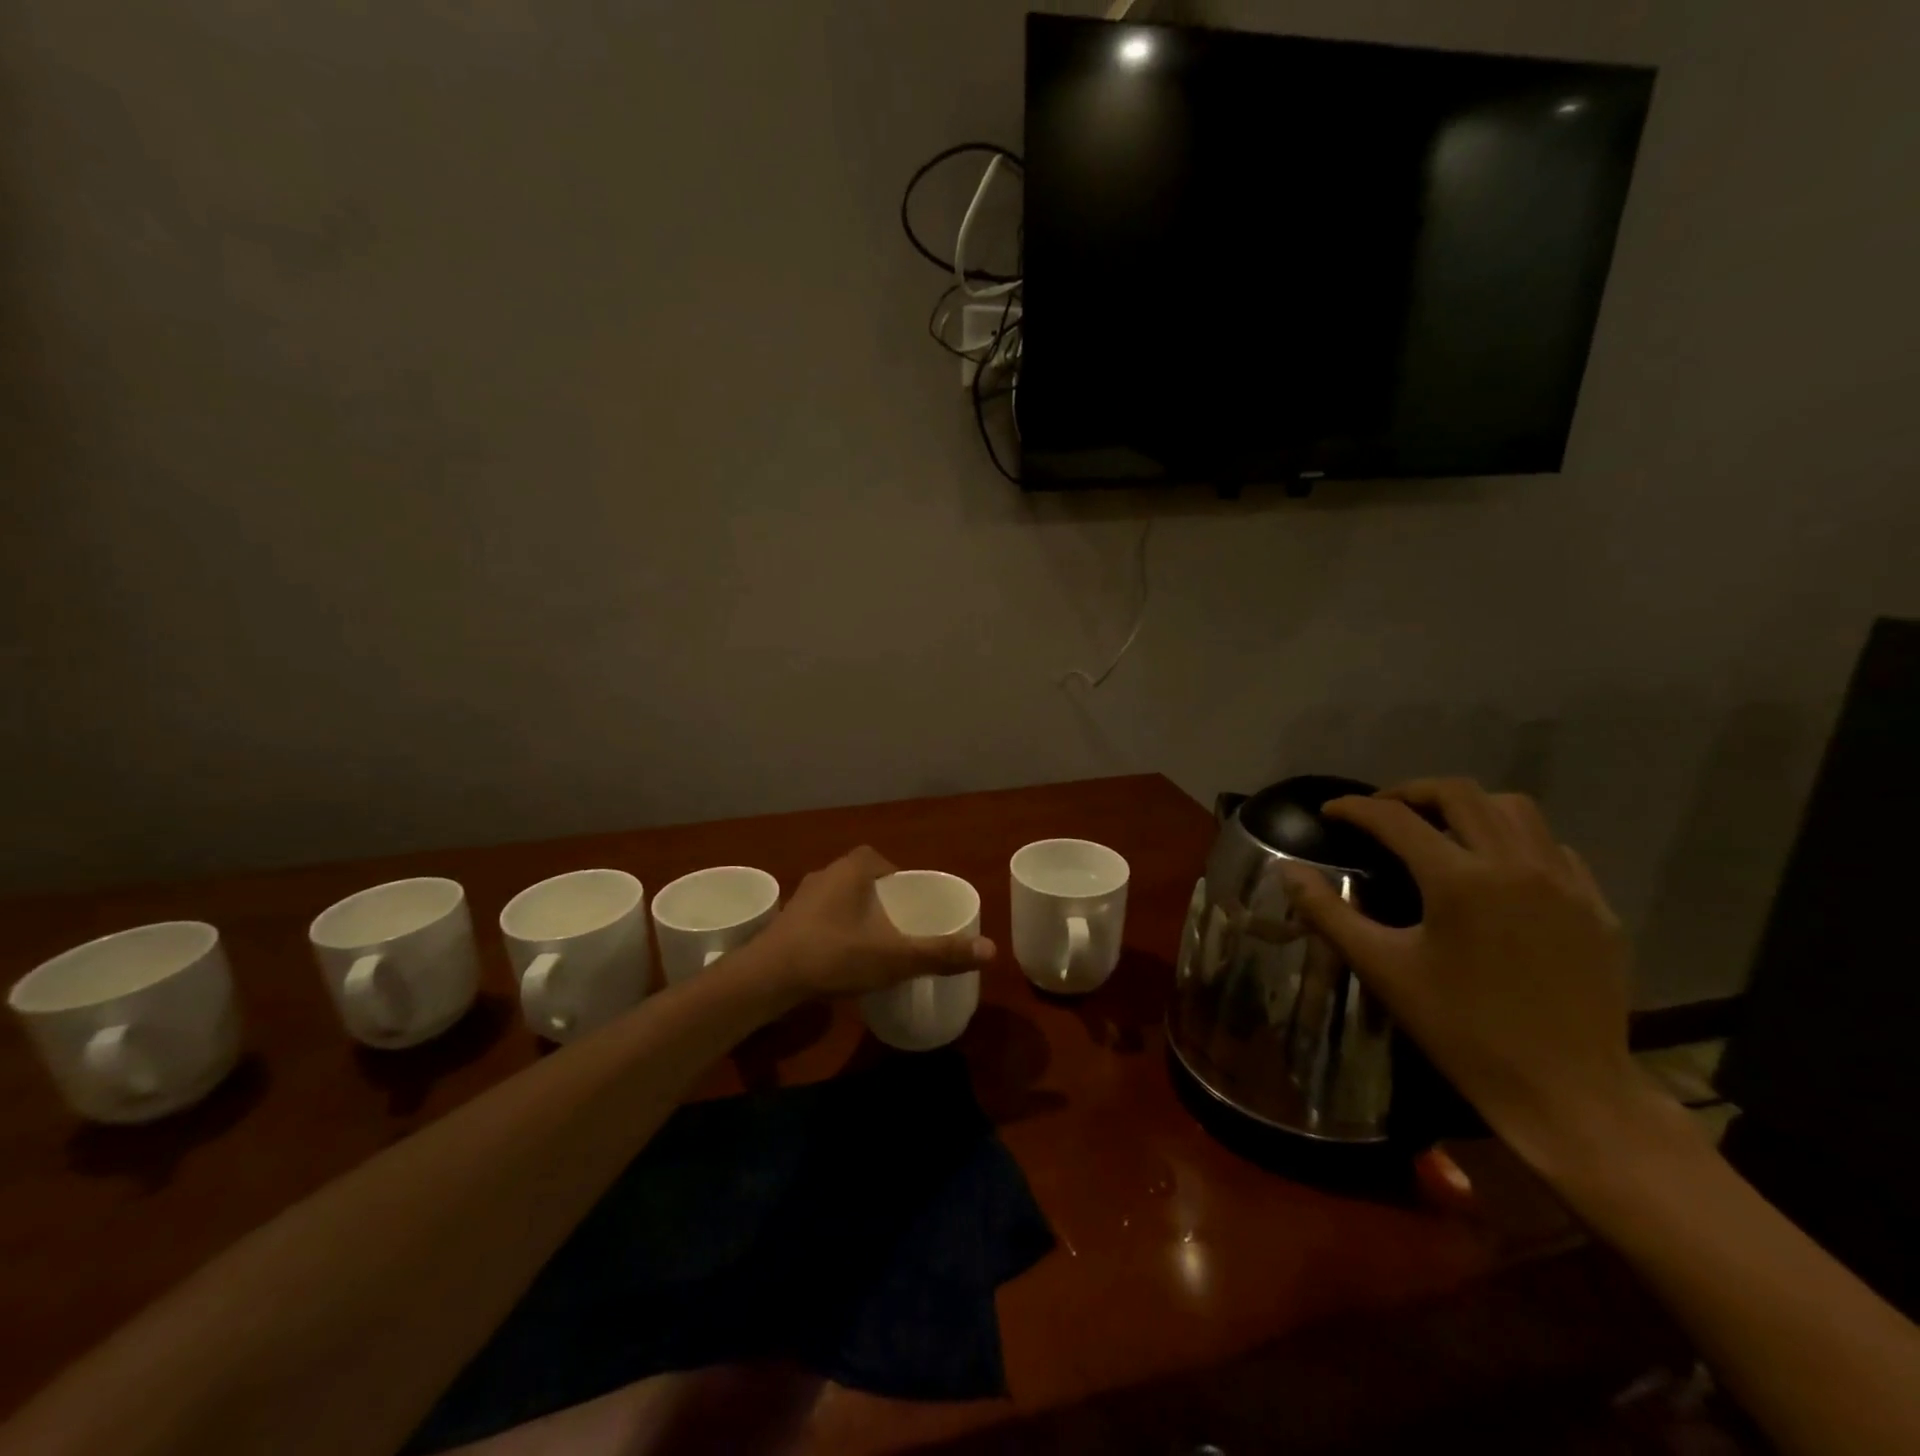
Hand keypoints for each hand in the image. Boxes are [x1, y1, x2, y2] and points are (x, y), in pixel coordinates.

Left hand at [755, 846, 994, 1001]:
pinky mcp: (786, 923)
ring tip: (872, 942)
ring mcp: (801, 899)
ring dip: (854, 914)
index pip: (880, 859)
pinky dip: (834, 930)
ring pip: (838, 898)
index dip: (898, 877)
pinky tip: (840, 958)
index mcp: (852, 870)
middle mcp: (825, 875)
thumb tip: (991, 950)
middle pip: (860, 877)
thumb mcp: (894, 957)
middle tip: (898, 925)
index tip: (911, 902)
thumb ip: (941, 953)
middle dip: (879, 897)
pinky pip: (819, 918)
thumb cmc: (834, 955)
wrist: (766, 979)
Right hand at [1284, 778, 1646, 1169]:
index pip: (1395, 819)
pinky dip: (1514, 840)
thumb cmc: (1461, 1030)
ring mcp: (1565, 883)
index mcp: (1459, 880)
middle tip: (1381, 811)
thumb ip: (1329, 912)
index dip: (1355, 808)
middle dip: (1411, 792)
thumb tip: (1288, 872)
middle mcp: (1515, 865)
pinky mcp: (1596, 907)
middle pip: (1460, 793)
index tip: (1329, 812)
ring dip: (1468, 807)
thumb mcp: (1383, 969)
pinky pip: (1553, 847)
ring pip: (1515, 810)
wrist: (1566, 1092)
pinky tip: (1496, 870)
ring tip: (1439, 829)